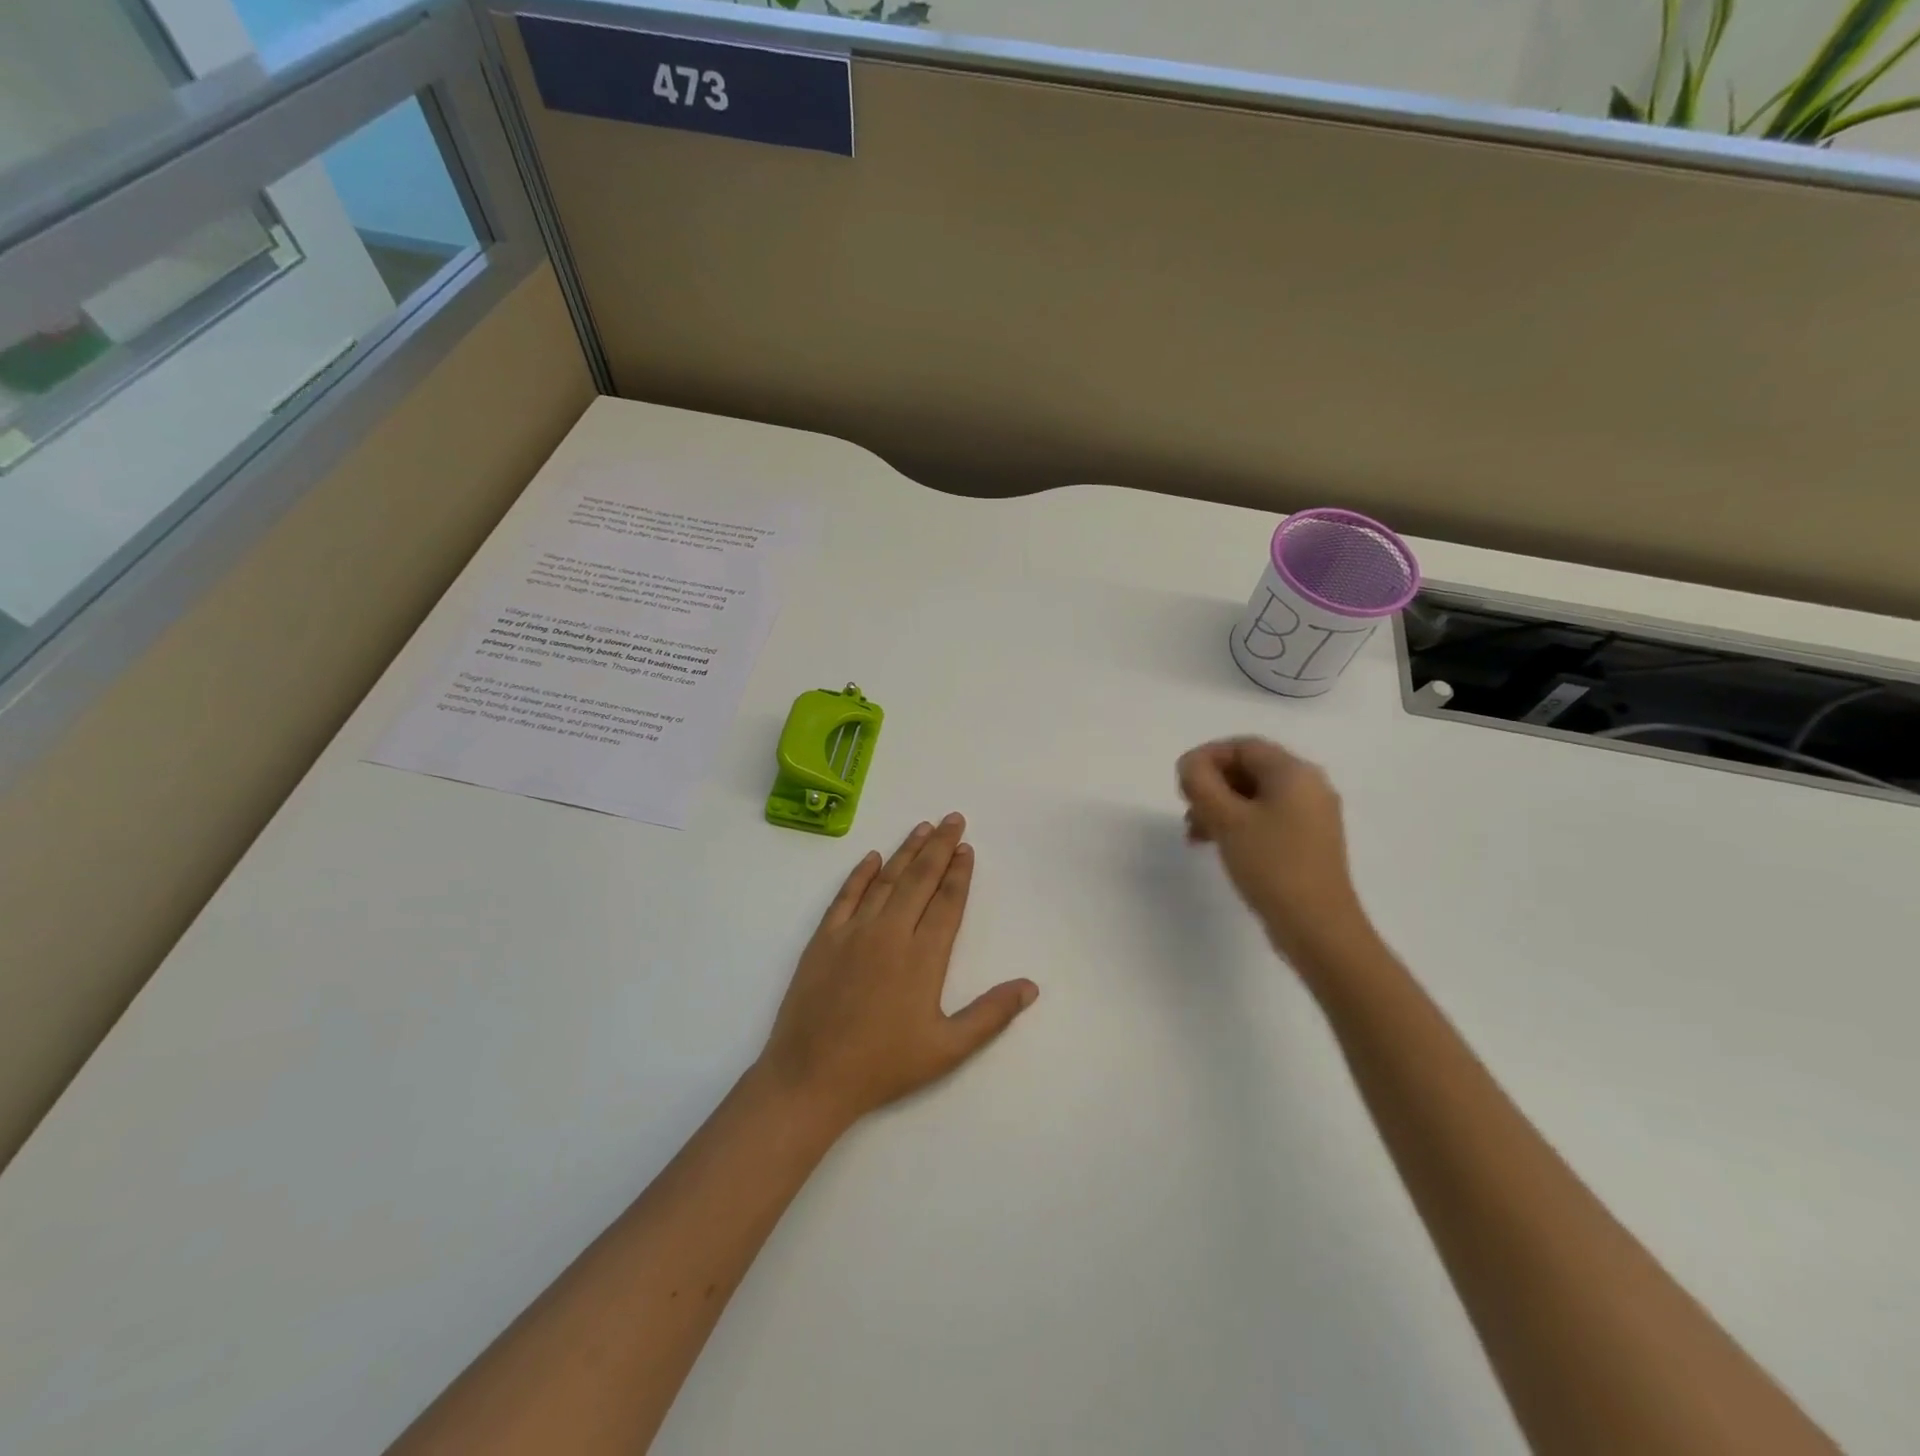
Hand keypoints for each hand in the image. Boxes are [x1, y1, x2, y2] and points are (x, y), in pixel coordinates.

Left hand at [757, 814, 1038, 1134]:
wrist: (811, 1077)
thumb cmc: (884, 1065)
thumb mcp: (948, 1049)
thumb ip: (991, 1014)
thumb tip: (1031, 986)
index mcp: (924, 956)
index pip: (947, 901)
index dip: (959, 872)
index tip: (967, 847)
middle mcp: (890, 932)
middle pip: (920, 879)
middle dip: (939, 846)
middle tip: (952, 818)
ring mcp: (854, 932)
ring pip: (886, 880)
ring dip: (906, 852)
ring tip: (922, 828)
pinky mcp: (824, 939)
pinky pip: (846, 896)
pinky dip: (860, 874)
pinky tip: (872, 858)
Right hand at [1177, 737, 1373, 969]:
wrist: (1318, 927)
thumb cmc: (1271, 865)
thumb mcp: (1226, 819)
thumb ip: (1201, 782)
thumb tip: (1190, 764)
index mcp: (1294, 772)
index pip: (1243, 746)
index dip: (1206, 757)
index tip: (1181, 782)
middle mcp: (1309, 786)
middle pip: (1249, 769)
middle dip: (1211, 785)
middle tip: (1186, 808)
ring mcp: (1312, 816)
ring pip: (1255, 796)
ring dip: (1220, 807)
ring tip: (1195, 834)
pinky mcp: (1308, 842)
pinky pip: (1267, 818)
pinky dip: (1238, 824)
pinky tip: (1218, 846)